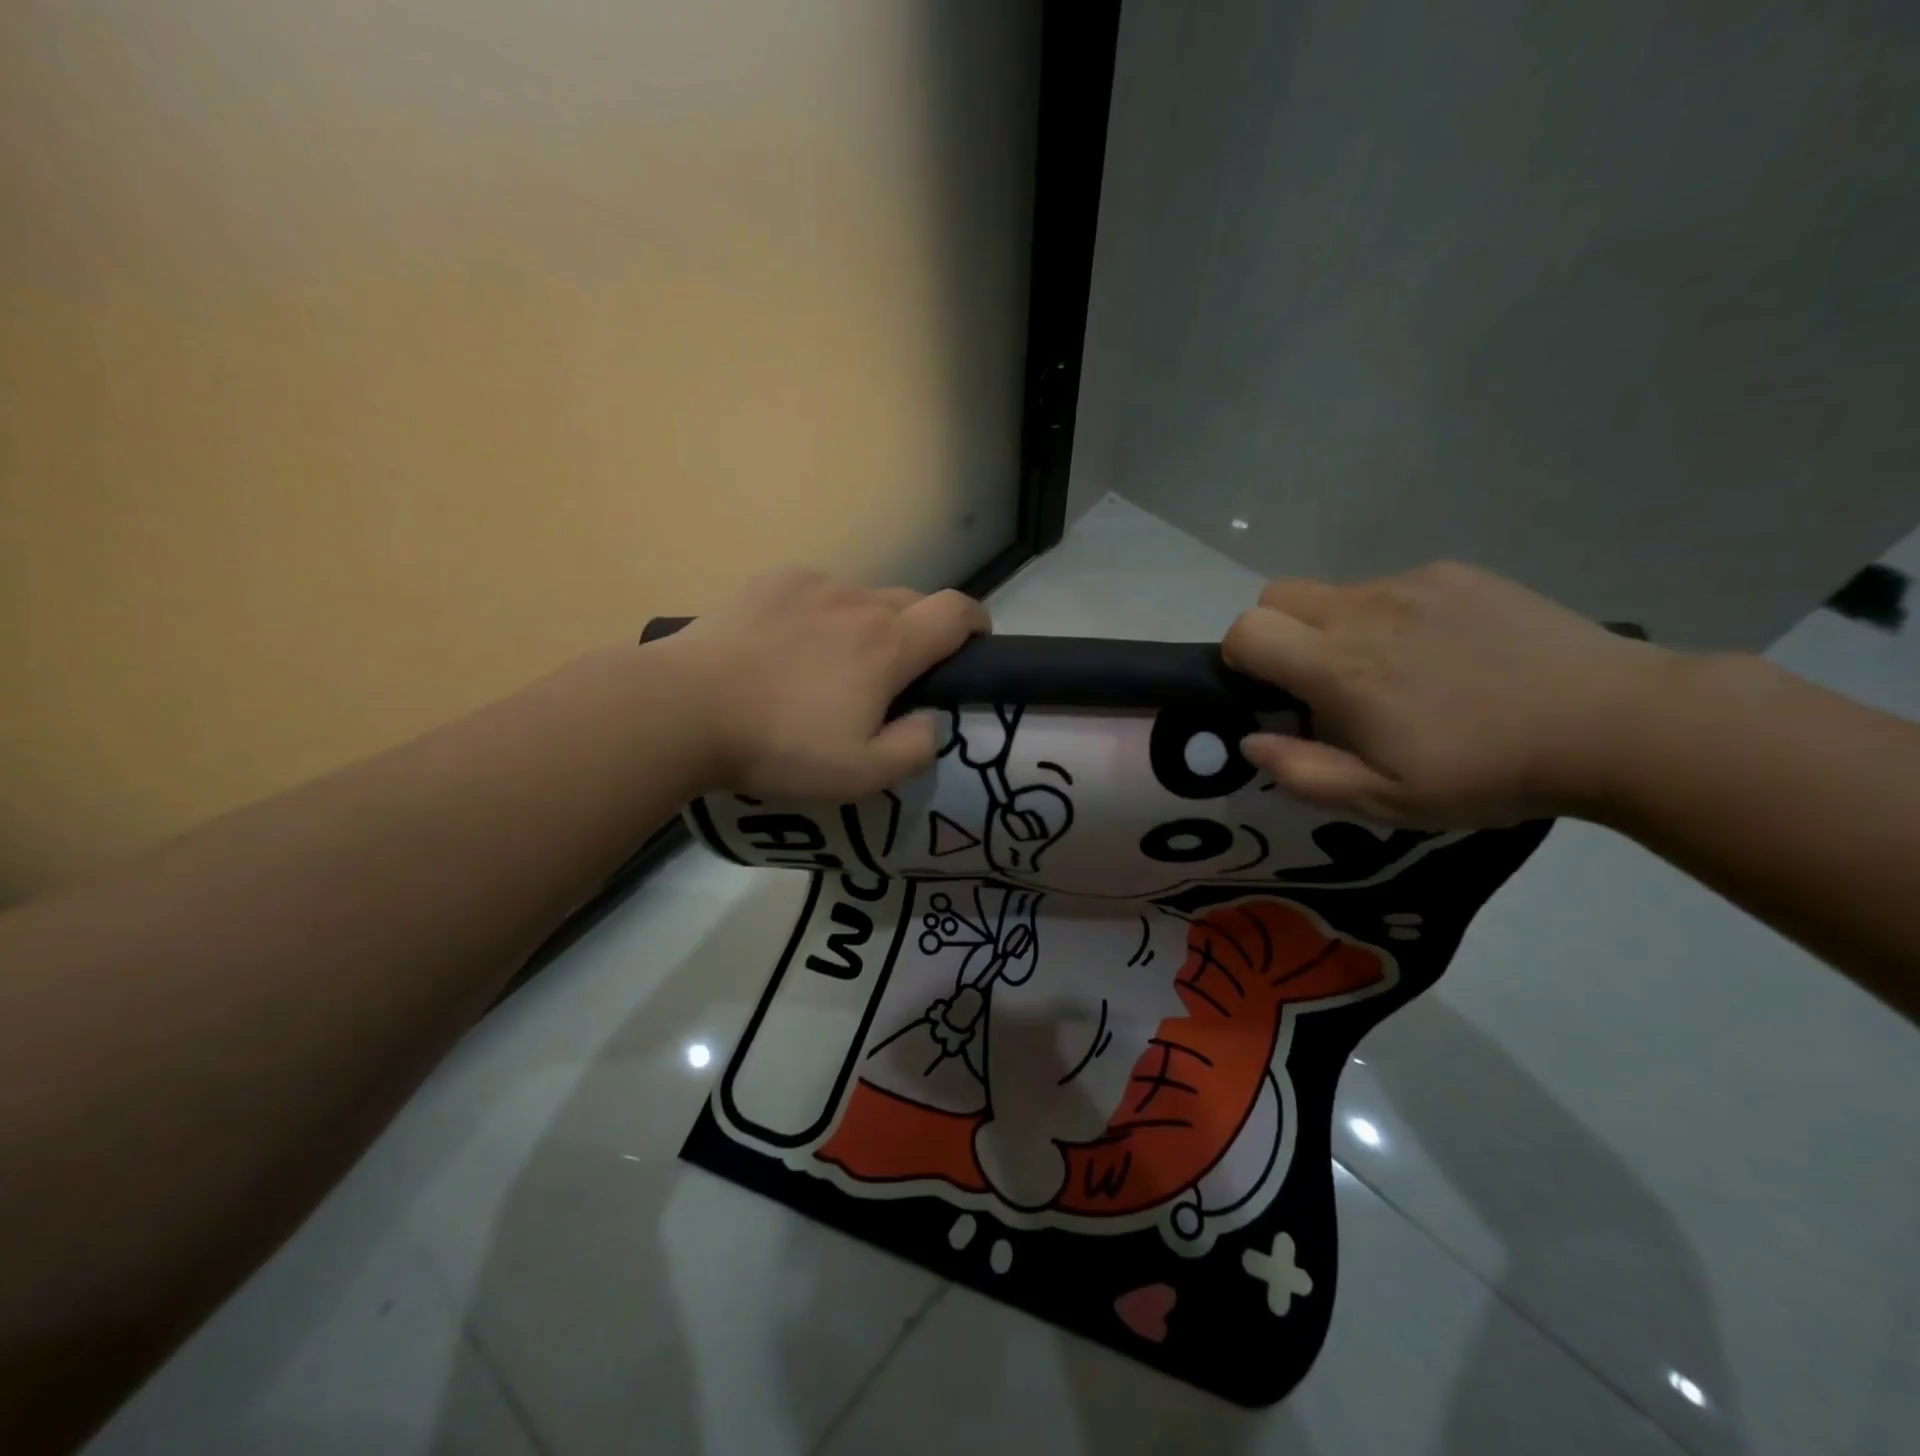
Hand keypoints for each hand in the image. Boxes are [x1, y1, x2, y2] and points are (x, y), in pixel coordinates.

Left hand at [660, 569, 989, 799]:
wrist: (684, 709)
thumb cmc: (779, 746)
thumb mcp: (860, 775)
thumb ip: (914, 749)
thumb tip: (932, 721)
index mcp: (888, 644)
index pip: (957, 611)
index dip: (978, 621)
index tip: (978, 641)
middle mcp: (859, 602)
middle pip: (912, 601)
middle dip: (921, 630)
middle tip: (898, 673)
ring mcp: (812, 586)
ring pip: (863, 597)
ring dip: (868, 624)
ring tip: (835, 663)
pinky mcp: (772, 582)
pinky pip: (818, 592)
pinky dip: (823, 614)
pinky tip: (790, 645)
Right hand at [1221, 562, 1675, 826]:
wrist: (1612, 723)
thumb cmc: (1487, 771)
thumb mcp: (1386, 799)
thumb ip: (1303, 772)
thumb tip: (1251, 741)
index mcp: (1340, 667)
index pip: (1247, 631)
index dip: (1241, 659)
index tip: (1270, 692)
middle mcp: (1364, 611)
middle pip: (1276, 595)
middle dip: (1276, 633)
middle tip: (1318, 680)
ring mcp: (1412, 585)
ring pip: (1333, 591)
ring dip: (1334, 627)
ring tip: (1391, 671)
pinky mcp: (1455, 574)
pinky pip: (1389, 587)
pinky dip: (1388, 616)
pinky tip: (1439, 652)